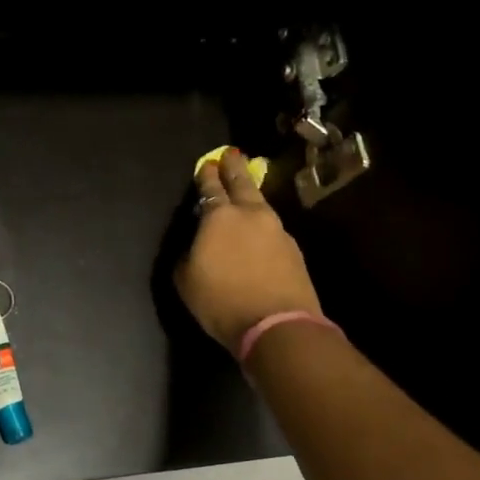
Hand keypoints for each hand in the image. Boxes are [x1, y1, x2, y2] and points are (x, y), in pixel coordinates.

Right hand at [176, 149, 323, 351]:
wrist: (277, 325)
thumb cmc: (221, 302)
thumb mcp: (186, 280)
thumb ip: (189, 255)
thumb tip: (197, 247)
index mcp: (219, 217)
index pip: (211, 188)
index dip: (207, 175)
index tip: (208, 164)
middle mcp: (250, 215)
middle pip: (242, 183)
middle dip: (234, 168)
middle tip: (231, 154)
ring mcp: (277, 230)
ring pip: (261, 205)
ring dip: (251, 196)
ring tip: (245, 194)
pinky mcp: (293, 250)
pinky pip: (272, 229)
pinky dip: (262, 226)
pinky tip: (258, 233)